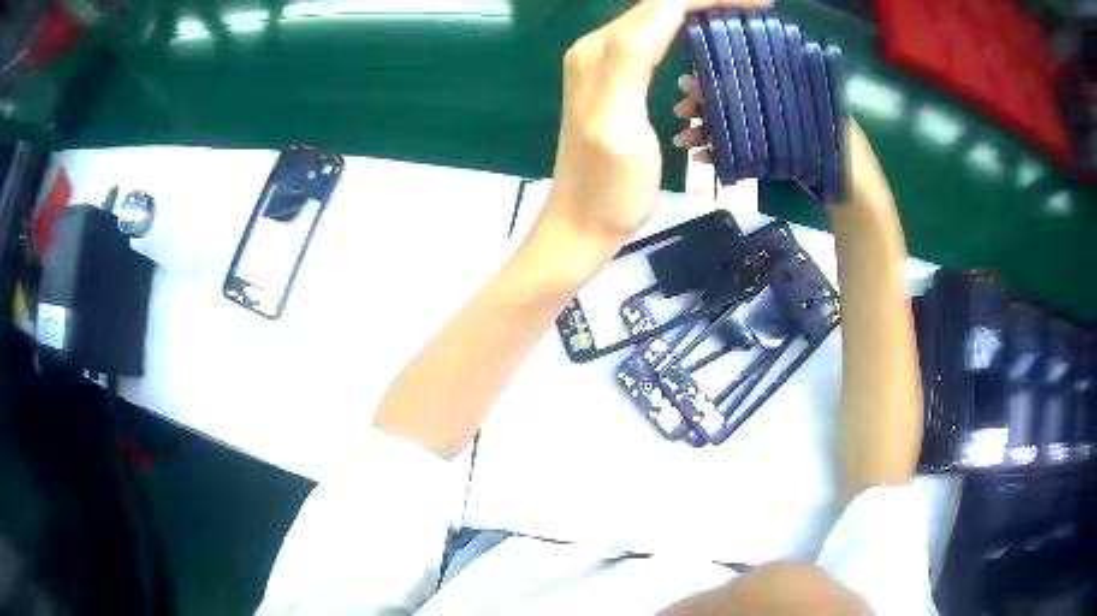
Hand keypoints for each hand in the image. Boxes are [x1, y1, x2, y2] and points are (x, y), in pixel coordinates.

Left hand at [542, 0, 770, 250]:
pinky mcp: (615, 81)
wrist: (583, 223)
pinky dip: (686, 39)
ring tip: (739, 25)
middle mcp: (598, 48)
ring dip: (699, 18)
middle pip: (660, 8)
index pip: (663, 6)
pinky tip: (707, 51)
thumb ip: (630, 62)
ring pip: (659, 23)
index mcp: (603, 53)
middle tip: (756, 10)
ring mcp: (604, 64)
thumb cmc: (609, 187)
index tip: (760, 3)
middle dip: (709, 4)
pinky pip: (654, 44)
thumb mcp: (619, 126)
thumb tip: (664, 11)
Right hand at [672, 77, 891, 213]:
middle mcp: (781, 111)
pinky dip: (720, 154)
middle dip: (706, 106)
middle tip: (681, 112)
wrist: (856, 206)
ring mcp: (776, 137)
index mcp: (793, 94)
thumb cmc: (847, 162)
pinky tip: (702, 158)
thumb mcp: (826, 123)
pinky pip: (741, 152)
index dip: (719, 80)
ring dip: (707, 132)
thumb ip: (794, 104)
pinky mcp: (773, 160)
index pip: (749, 80)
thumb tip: (748, 81)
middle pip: (736, 102)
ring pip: (734, 128)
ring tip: (683, 141)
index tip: (692, 84)